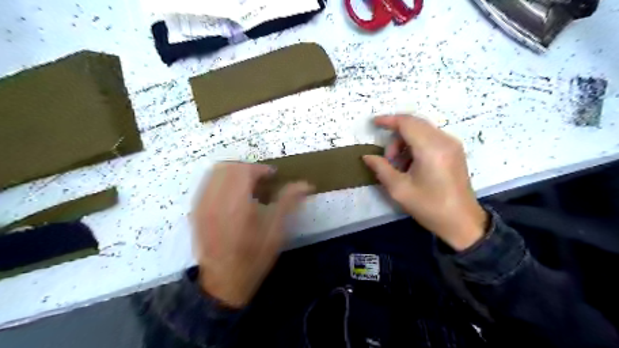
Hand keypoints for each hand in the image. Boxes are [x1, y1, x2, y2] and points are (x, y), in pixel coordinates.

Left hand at [191, 162, 311, 306]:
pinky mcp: (195, 212)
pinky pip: (206, 184)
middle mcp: (215, 200)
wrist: (224, 282)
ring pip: (214, 172)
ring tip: (246, 185)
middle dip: (247, 168)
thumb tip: (306, 184)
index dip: (261, 169)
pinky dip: (220, 181)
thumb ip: (289, 203)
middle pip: (228, 167)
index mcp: (237, 205)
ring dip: (233, 172)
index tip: (272, 176)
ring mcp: (201, 205)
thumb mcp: (276, 232)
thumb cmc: (254, 257)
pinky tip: (232, 195)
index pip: (245, 170)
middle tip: (261, 179)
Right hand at [363, 114, 487, 249]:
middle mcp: (444, 140)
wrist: (462, 222)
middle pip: (414, 124)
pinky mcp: (454, 150)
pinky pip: (430, 137)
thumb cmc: (430, 207)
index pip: (407, 123)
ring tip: (399, 165)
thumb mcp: (399, 189)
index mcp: (431, 149)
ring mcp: (452, 144)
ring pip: (422, 130)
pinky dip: (416, 145)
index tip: (374, 123)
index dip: (388, 120)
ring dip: (405, 141)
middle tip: (387, 159)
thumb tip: (367, 156)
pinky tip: (411, 164)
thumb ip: (381, 168)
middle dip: (396, 136)